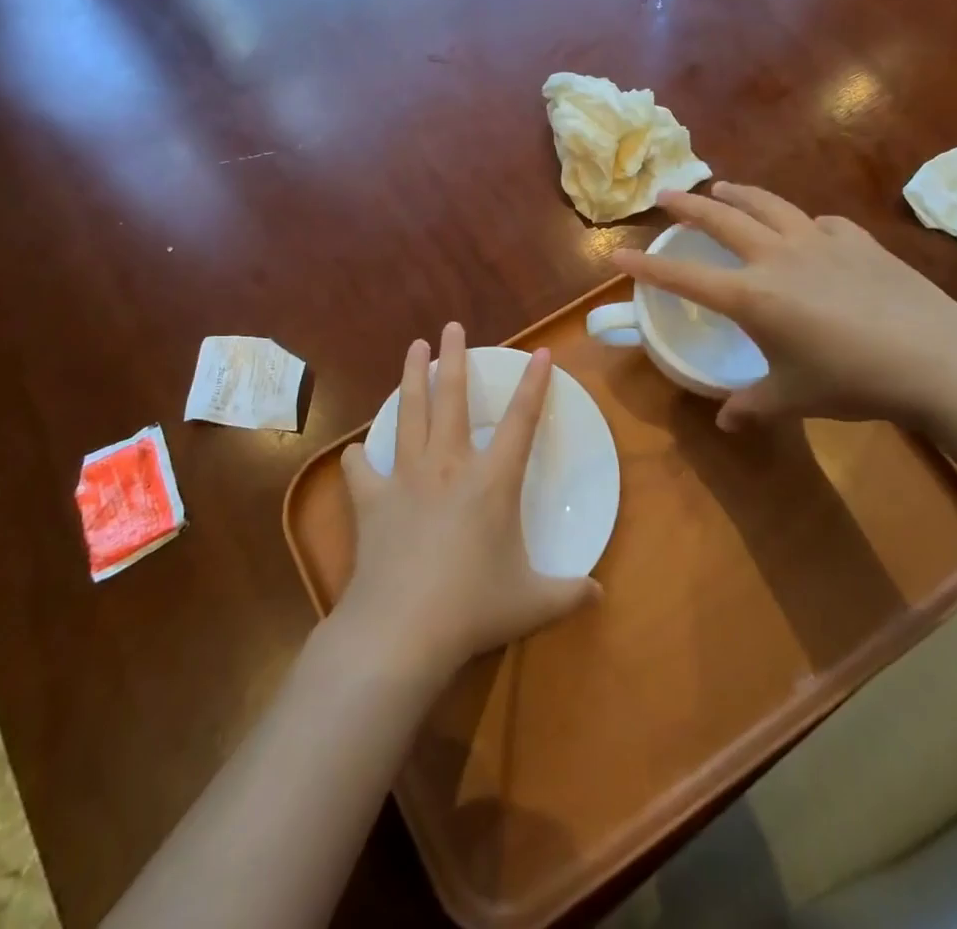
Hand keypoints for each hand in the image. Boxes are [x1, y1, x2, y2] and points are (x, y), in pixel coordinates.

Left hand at [334, 322, 599, 681]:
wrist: (402, 629)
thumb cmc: (473, 608)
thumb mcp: (533, 603)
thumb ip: (569, 593)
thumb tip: (600, 594)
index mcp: (491, 481)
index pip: (521, 421)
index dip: (534, 385)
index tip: (541, 352)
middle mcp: (448, 465)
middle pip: (453, 398)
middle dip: (454, 358)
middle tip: (450, 327)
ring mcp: (405, 478)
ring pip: (409, 413)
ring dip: (411, 377)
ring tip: (413, 348)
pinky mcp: (372, 501)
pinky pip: (362, 470)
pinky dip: (359, 459)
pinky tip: (356, 452)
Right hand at [614, 182, 956, 431]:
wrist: (936, 358)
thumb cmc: (852, 381)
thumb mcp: (793, 399)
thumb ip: (752, 408)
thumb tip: (724, 422)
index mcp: (752, 296)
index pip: (684, 277)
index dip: (646, 267)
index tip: (617, 254)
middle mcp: (777, 258)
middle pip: (721, 221)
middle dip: (687, 207)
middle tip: (665, 194)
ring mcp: (819, 242)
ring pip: (767, 205)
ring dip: (738, 194)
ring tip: (722, 187)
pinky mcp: (856, 240)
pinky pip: (818, 223)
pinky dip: (801, 222)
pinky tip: (806, 229)